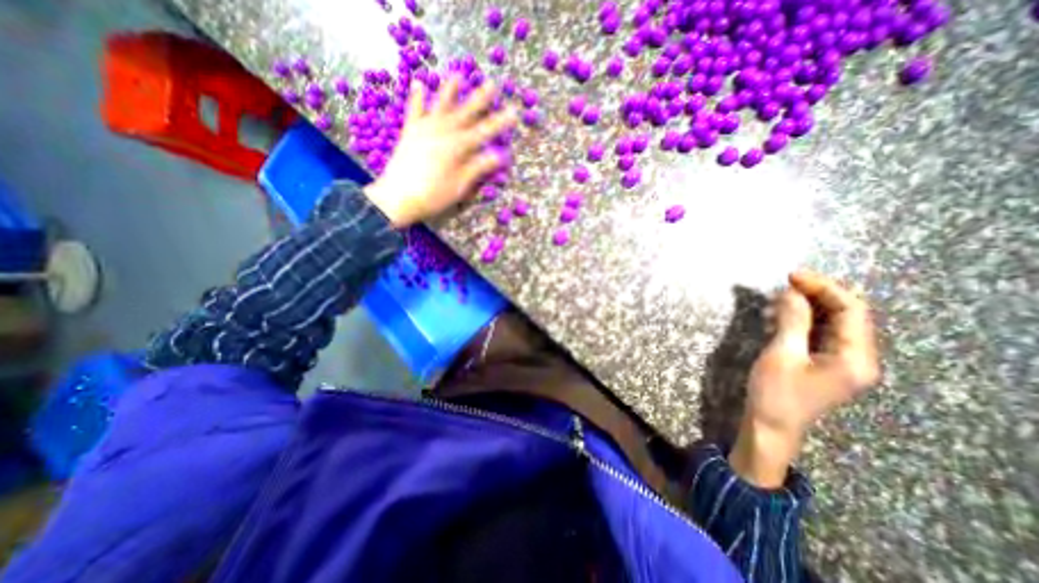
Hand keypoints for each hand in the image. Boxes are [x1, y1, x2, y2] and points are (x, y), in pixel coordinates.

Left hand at [361, 72, 517, 226]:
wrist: (398, 197)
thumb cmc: (433, 195)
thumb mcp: (460, 185)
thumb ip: (478, 167)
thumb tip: (499, 156)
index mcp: (458, 147)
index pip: (484, 132)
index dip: (500, 123)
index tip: (513, 112)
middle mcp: (442, 132)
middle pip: (465, 113)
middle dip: (480, 99)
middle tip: (492, 84)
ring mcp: (425, 130)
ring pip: (441, 106)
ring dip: (450, 91)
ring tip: (458, 74)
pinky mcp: (410, 133)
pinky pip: (414, 111)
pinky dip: (417, 98)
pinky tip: (420, 85)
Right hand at [726, 271, 879, 489]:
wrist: (770, 426)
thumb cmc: (776, 393)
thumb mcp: (781, 354)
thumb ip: (792, 321)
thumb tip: (791, 292)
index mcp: (856, 358)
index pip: (852, 311)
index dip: (824, 288)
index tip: (792, 276)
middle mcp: (858, 358)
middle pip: (848, 314)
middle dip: (818, 294)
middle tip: (786, 282)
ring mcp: (843, 362)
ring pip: (835, 322)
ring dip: (810, 305)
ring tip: (781, 296)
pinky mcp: (826, 363)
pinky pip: (822, 333)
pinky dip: (805, 319)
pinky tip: (784, 314)